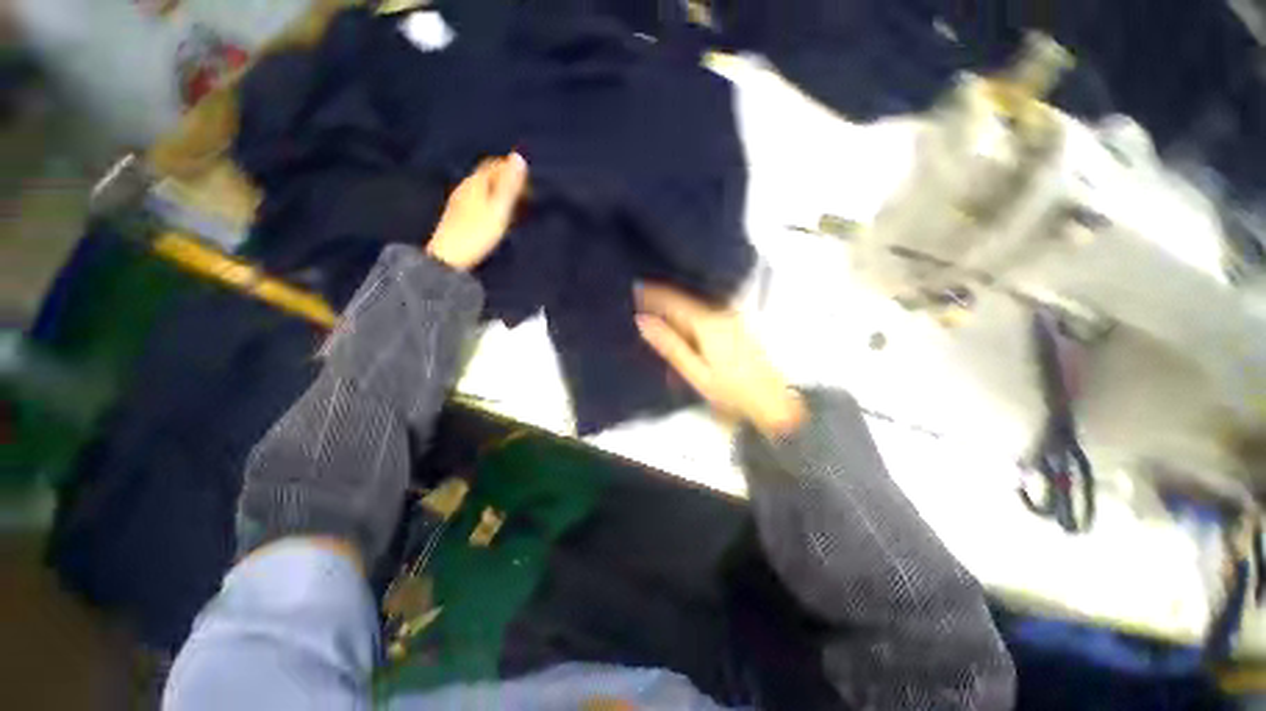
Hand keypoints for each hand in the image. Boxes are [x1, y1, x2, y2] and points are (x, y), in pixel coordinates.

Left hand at [426, 152, 527, 271]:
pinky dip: (491, 203)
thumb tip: (519, 156)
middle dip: (505, 180)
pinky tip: (497, 217)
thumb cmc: (477, 233)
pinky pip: (478, 201)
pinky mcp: (458, 217)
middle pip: (487, 176)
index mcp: (475, 183)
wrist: (448, 258)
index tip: (528, 183)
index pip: (493, 165)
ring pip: (482, 189)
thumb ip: (509, 185)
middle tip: (524, 195)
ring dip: (499, 193)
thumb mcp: (499, 209)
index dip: (511, 169)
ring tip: (515, 207)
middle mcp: (465, 187)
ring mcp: (459, 202)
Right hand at [634, 284, 804, 437]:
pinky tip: (682, 322)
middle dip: (664, 298)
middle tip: (640, 299)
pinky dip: (690, 313)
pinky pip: (706, 311)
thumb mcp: (695, 372)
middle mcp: (721, 312)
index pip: (675, 300)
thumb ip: (670, 345)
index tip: (635, 288)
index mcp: (708, 322)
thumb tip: (643, 321)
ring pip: (696, 304)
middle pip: (687, 299)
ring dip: (676, 306)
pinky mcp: (737, 324)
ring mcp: (732, 317)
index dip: (654, 293)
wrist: (771, 401)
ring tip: (656, 309)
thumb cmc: (730, 390)